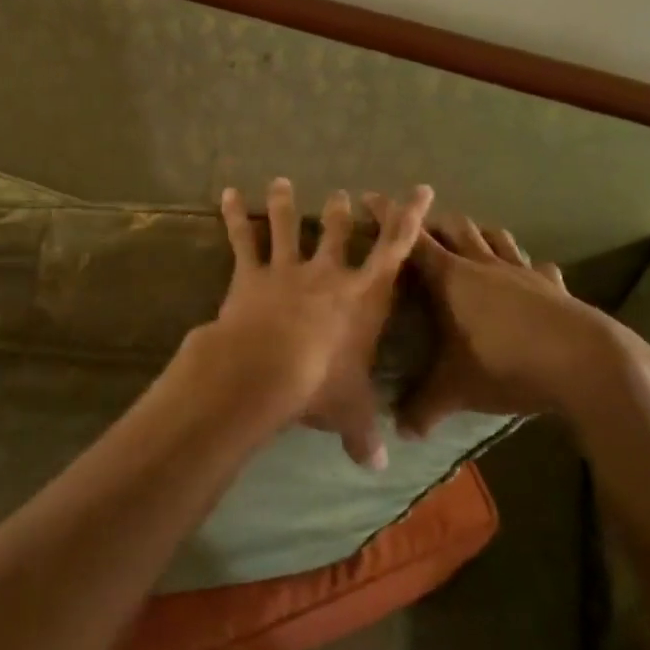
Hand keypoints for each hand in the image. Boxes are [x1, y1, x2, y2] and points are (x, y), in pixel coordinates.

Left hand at [178, 178, 434, 469]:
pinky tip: (228, 193)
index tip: (420, 190)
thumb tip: (380, 467)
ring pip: (288, 227)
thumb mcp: (350, 413)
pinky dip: (235, 215)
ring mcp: (287, 269)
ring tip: (281, 182)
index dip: (409, 217)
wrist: (266, 369)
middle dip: (342, 212)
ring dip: (285, 203)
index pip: (395, 249)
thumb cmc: (320, 386)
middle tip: (342, 195)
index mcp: (364, 297)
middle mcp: (328, 274)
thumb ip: (365, 435)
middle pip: (338, 232)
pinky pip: (243, 239)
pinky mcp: (251, 274)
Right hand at [362, 200, 631, 435]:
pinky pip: (540, 268)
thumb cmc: (506, 364)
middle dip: (434, 223)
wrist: (585, 363)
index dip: (389, 217)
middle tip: (419, 229)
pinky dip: (530, 267)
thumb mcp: (456, 389)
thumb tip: (398, 430)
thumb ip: (423, 406)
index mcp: (451, 277)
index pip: (411, 240)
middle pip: (455, 228)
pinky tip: (533, 275)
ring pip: (495, 237)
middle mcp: (483, 265)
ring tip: (470, 239)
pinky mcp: (555, 287)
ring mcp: (522, 272)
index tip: (370, 198)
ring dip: (479, 234)